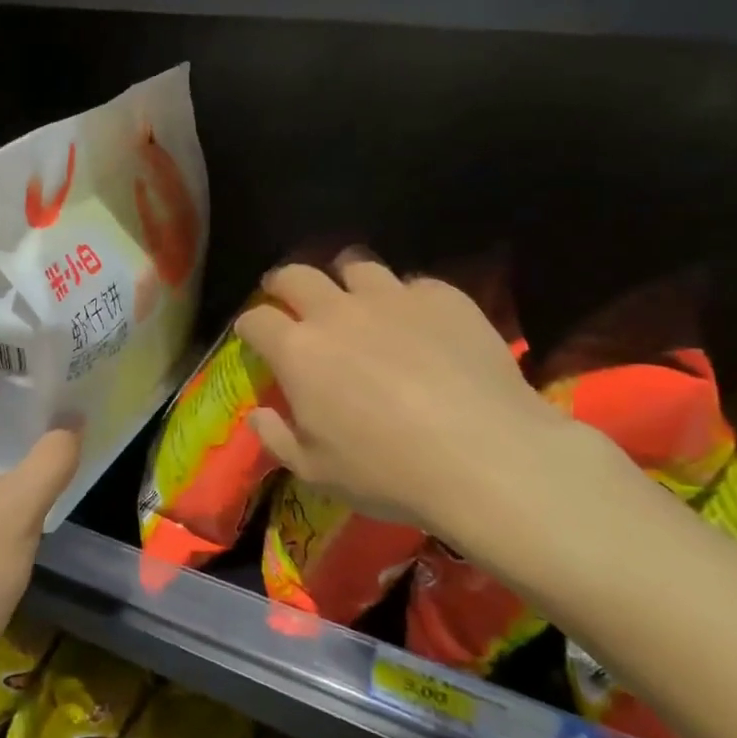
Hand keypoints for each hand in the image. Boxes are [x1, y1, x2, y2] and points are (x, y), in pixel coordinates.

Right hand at [235, 256, 633, 593]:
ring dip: (345, 278)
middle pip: (296, 275)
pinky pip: (414, 284)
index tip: (253, 335)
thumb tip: (258, 414)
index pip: (256, 319)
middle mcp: (337, 311)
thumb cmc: (389, 472)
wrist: (486, 456)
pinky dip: (407, 299)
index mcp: (298, 351)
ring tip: (355, 296)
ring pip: (356, 264)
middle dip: (283, 282)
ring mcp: (392, 297)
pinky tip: (420, 323)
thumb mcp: (318, 473)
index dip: (250, 325)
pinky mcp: (442, 296)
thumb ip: (278, 439)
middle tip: (289, 296)